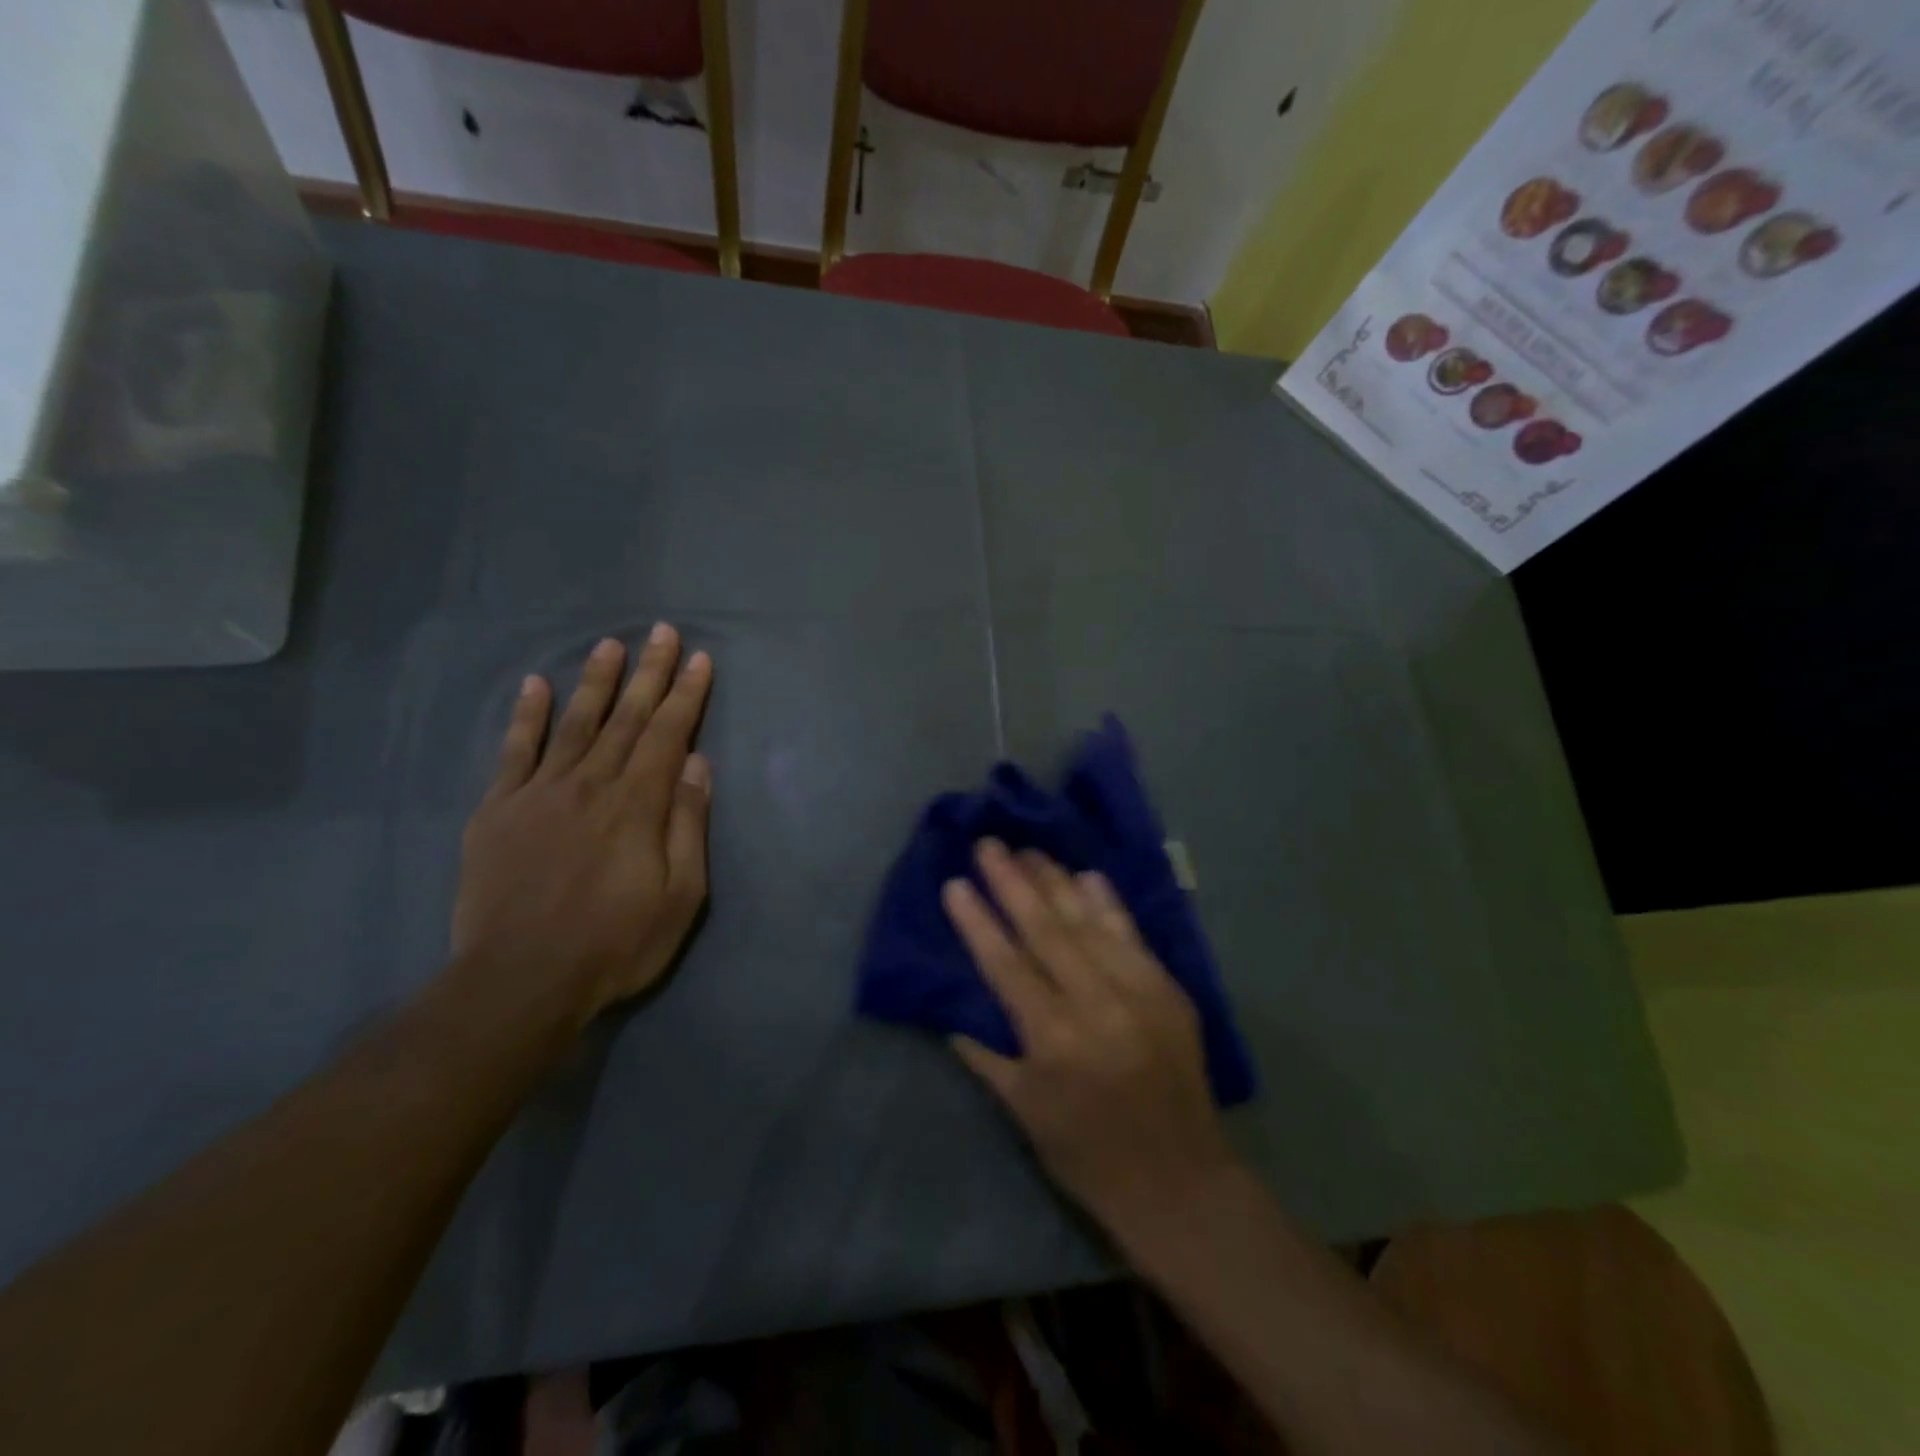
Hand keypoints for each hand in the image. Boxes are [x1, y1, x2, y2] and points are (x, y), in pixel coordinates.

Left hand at [452, 626, 713, 1026]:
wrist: (520, 981)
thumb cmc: (616, 943)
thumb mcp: (680, 895)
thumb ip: (688, 824)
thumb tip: (697, 764)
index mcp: (637, 804)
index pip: (667, 734)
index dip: (685, 694)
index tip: (699, 659)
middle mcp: (590, 784)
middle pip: (625, 718)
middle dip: (648, 672)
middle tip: (661, 631)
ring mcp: (539, 793)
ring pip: (574, 723)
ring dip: (595, 681)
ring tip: (609, 645)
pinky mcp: (497, 811)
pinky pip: (514, 752)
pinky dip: (526, 717)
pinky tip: (535, 686)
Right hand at [942, 840, 1240, 1239]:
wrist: (1181, 1184)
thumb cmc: (1088, 1156)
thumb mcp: (1024, 1112)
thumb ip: (986, 1056)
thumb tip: (952, 1013)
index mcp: (1054, 1039)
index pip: (1005, 964)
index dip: (977, 921)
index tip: (955, 883)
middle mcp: (1096, 1004)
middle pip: (1046, 929)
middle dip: (1012, 882)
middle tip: (989, 844)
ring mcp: (1139, 992)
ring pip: (1088, 922)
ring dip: (1056, 882)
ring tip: (1029, 850)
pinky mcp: (1169, 990)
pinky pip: (1132, 935)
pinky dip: (1107, 903)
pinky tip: (1087, 875)